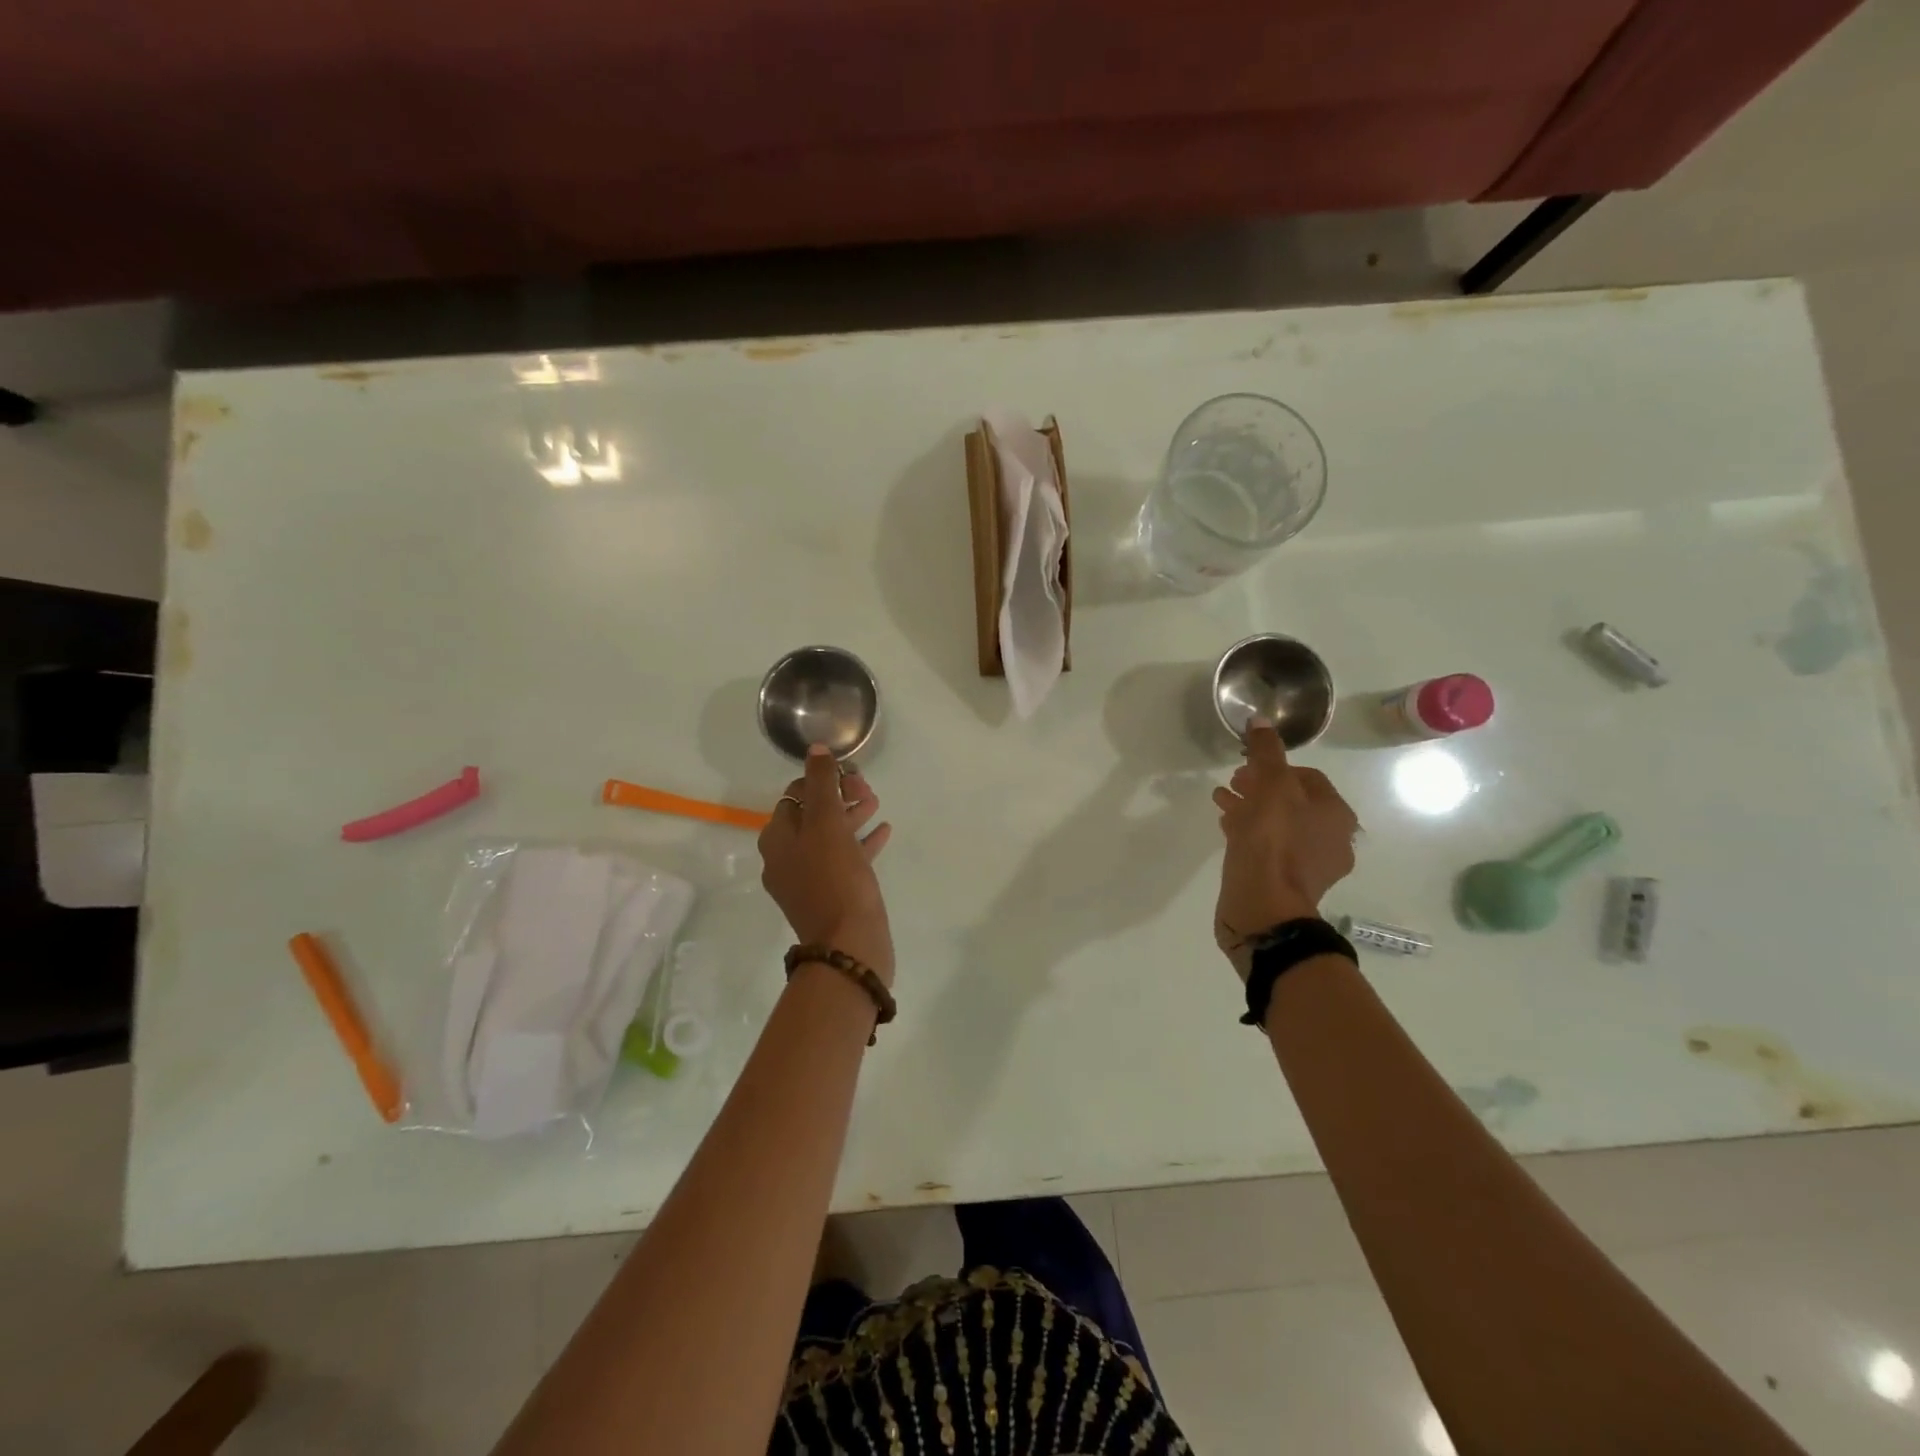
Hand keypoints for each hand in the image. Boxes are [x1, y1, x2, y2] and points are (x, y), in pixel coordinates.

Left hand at [758, 746, 895, 984]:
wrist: (849, 945)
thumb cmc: (835, 878)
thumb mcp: (827, 823)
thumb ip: (821, 784)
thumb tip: (815, 750)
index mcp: (778, 839)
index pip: (795, 794)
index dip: (823, 779)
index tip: (851, 775)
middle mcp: (786, 858)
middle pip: (812, 814)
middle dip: (839, 796)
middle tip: (867, 789)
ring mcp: (808, 879)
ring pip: (830, 836)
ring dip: (851, 815)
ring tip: (877, 804)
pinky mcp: (832, 895)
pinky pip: (845, 859)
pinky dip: (861, 842)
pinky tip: (883, 832)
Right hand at [1212, 718, 1358, 978]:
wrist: (1263, 908)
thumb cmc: (1272, 842)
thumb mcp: (1269, 786)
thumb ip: (1266, 752)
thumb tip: (1261, 720)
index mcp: (1336, 814)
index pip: (1307, 777)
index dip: (1276, 766)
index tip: (1247, 766)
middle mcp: (1332, 839)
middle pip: (1293, 802)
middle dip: (1261, 787)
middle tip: (1233, 782)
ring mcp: (1310, 866)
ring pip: (1279, 826)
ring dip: (1252, 809)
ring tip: (1222, 802)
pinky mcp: (1286, 885)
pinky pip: (1269, 849)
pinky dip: (1249, 834)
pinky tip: (1227, 830)